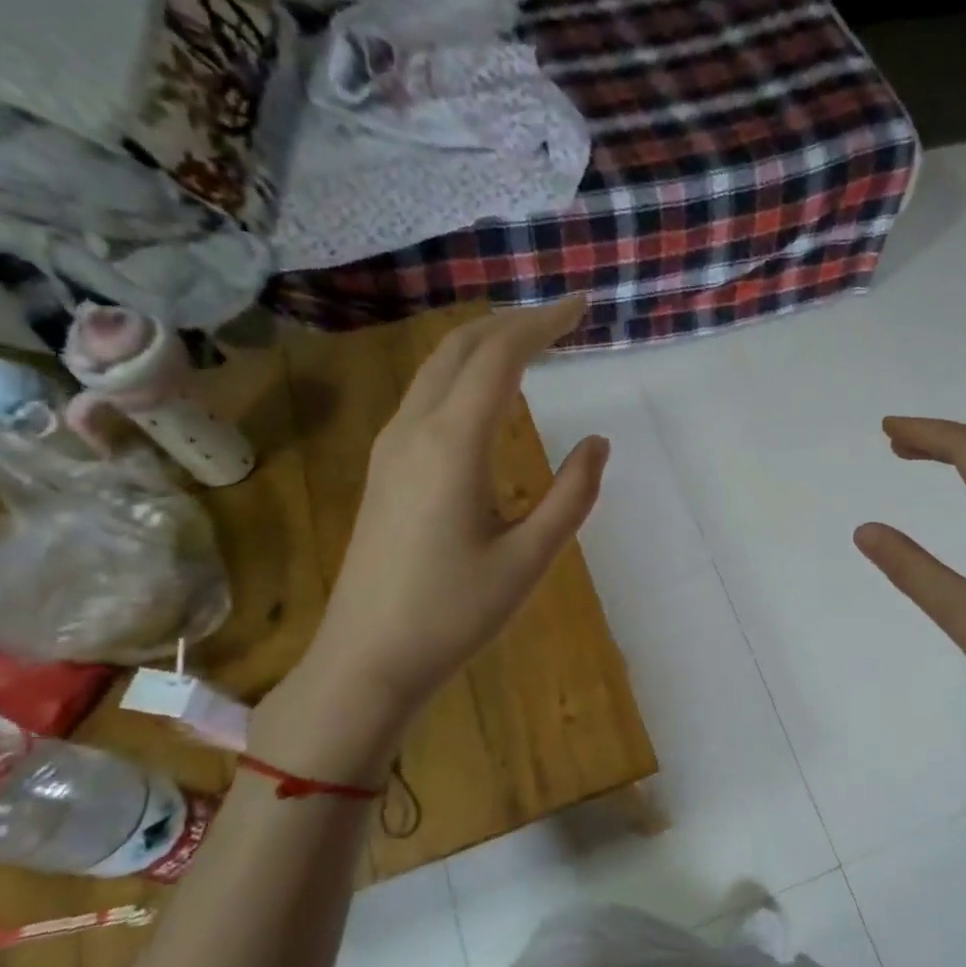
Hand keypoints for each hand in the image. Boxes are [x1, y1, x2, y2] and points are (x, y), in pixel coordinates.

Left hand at [296, 300, 608, 721]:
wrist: (367, 659)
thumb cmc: (454, 613)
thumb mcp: (529, 560)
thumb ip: (571, 496)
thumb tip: (598, 444)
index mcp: (452, 445)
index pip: (499, 358)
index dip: (541, 324)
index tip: (581, 307)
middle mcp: (414, 430)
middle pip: (459, 348)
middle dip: (511, 322)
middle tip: (560, 318)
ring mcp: (390, 447)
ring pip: (436, 369)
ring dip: (483, 345)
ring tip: (530, 344)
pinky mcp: (384, 469)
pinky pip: (424, 396)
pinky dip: (462, 374)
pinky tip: (486, 396)